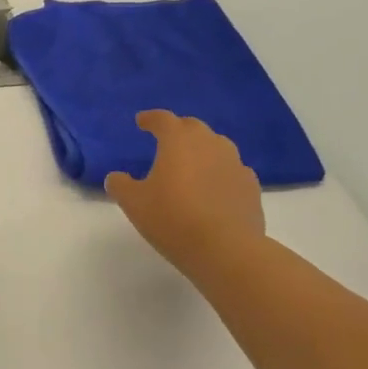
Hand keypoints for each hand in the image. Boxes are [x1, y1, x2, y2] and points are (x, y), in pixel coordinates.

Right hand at [105, 110, 266, 278]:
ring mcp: (235, 163)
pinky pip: (232, 171)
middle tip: (167, 141)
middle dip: (178, 130)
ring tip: (193, 165)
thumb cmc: (174, 219)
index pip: (163, 119)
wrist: (227, 250)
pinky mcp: (251, 186)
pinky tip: (216, 188)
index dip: (151, 118)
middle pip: (193, 127)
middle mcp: (209, 143)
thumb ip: (121, 185)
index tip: (141, 121)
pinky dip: (221, 173)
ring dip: (203, 150)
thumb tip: (116, 177)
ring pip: (217, 146)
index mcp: (178, 140)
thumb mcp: (134, 204)